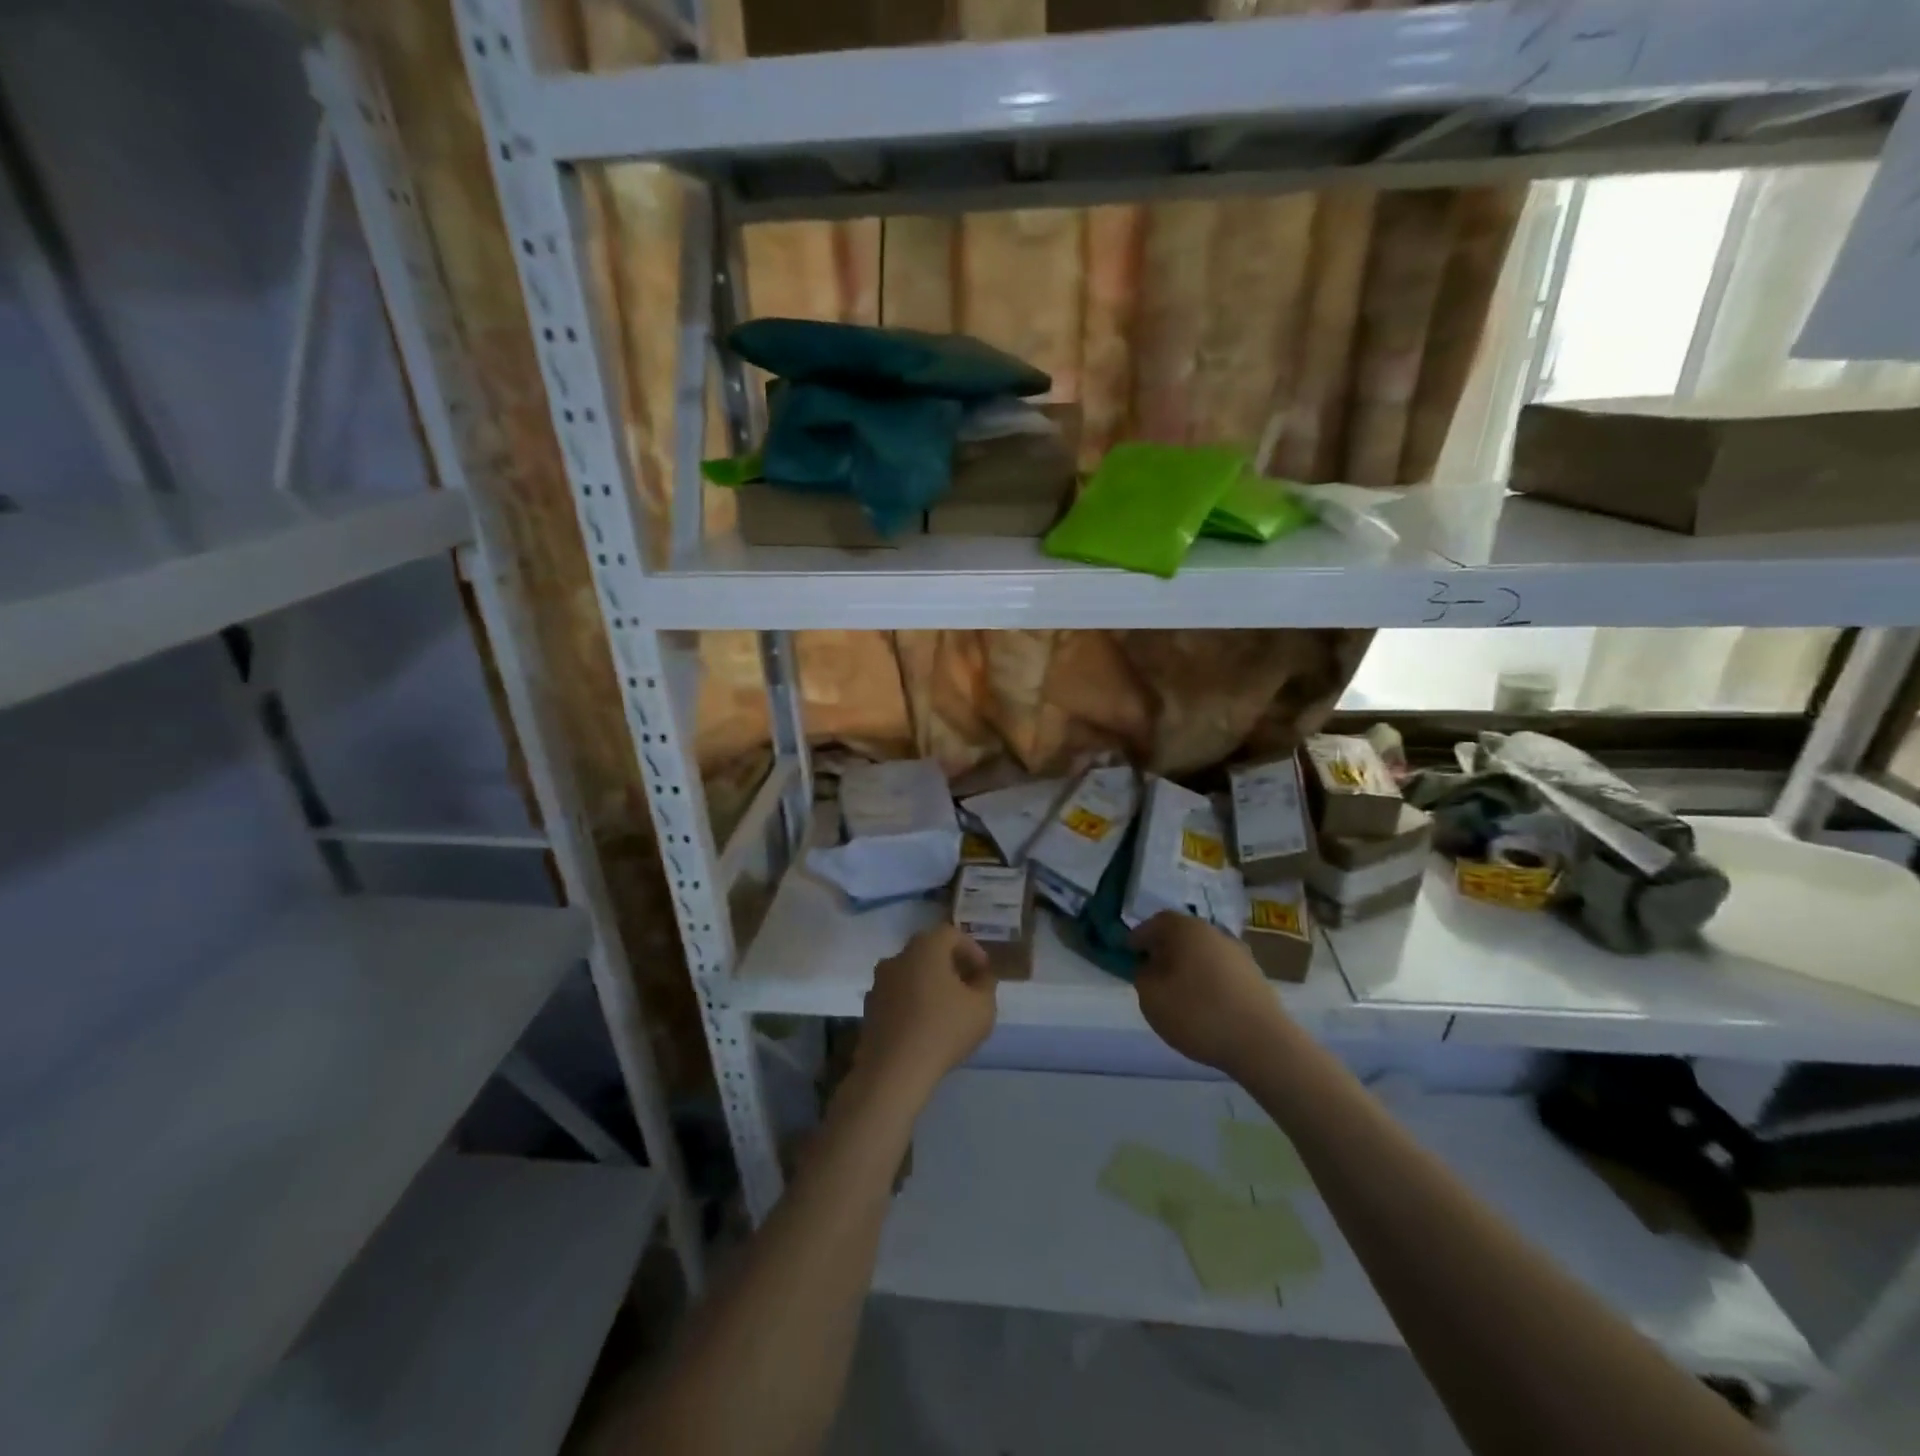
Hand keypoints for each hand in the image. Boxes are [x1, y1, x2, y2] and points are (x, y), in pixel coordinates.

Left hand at [857, 925, 996, 1097]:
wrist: (893, 1070)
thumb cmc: (944, 1030)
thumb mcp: (982, 1007)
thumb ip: (986, 985)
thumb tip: (980, 976)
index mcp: (925, 947)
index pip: (951, 934)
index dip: (972, 949)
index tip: (984, 972)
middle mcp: (898, 956)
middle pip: (928, 951)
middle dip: (950, 964)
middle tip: (968, 985)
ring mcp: (879, 982)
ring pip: (910, 973)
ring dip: (929, 983)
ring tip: (946, 1007)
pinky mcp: (869, 1007)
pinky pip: (897, 995)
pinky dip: (912, 1001)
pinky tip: (924, 1024)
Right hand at [1131, 912, 1291, 1076]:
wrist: (1261, 1043)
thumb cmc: (1197, 1013)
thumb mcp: (1151, 997)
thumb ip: (1143, 976)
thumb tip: (1150, 967)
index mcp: (1186, 929)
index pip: (1156, 922)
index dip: (1139, 936)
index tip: (1128, 952)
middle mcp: (1214, 932)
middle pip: (1182, 934)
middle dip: (1164, 949)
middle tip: (1151, 970)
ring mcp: (1238, 953)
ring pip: (1202, 952)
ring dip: (1187, 965)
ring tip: (1176, 991)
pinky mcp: (1255, 977)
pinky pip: (1220, 970)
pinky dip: (1207, 980)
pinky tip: (1203, 1003)